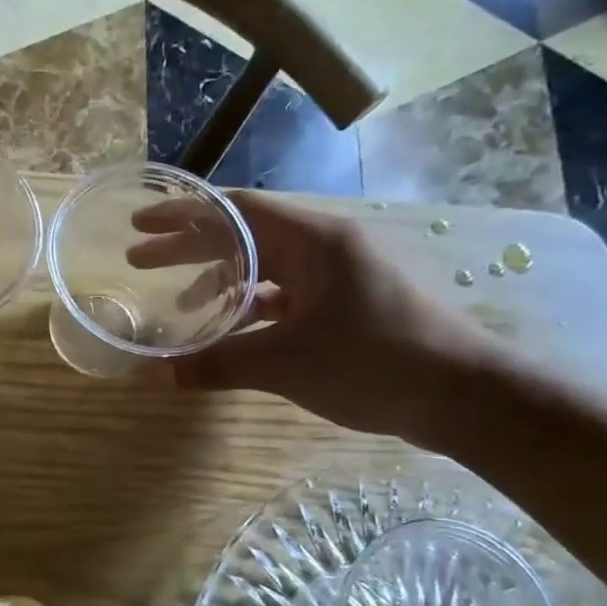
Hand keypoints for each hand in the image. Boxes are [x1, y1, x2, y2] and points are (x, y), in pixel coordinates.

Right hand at [140, 191, 506, 441]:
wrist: (466, 396)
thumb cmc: (375, 362)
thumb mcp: (285, 364)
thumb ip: (218, 363)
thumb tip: (158, 372)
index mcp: (314, 239)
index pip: (235, 210)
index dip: (183, 215)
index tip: (140, 222)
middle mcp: (326, 245)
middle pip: (245, 235)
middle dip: (191, 247)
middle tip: (141, 259)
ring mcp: (340, 274)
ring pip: (266, 266)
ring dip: (221, 281)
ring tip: (182, 304)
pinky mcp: (348, 302)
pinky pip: (286, 293)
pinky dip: (252, 307)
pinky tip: (232, 329)